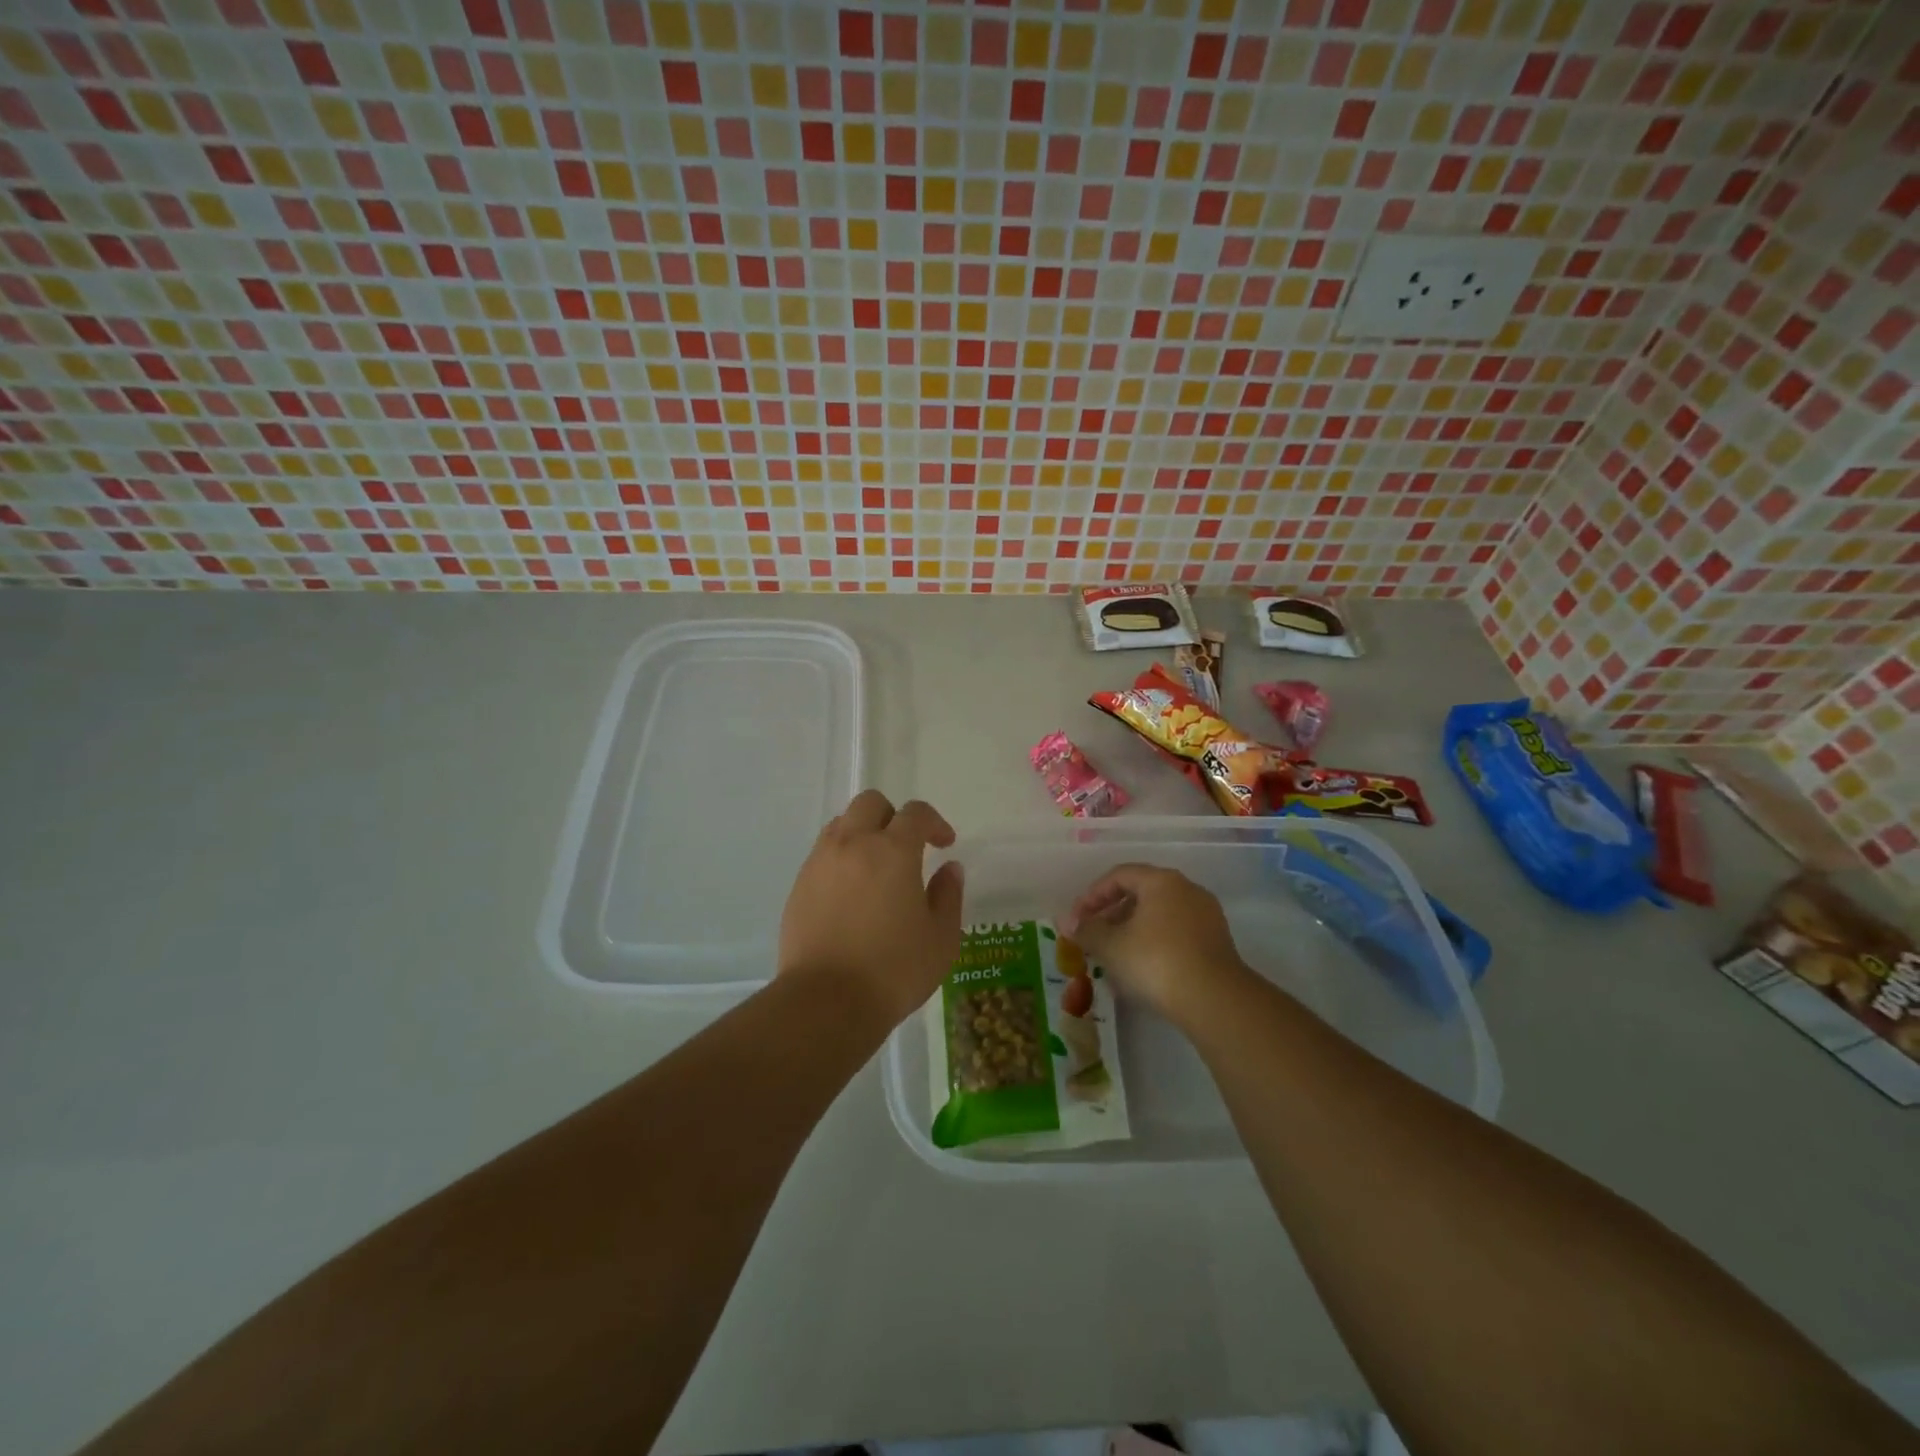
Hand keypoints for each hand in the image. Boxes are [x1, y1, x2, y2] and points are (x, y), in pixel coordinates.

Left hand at [778, 790, 965, 1028]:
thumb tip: (950, 868)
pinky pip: (823, 853)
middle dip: (893, 816)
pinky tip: (851, 893)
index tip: (945, 844)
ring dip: (864, 833)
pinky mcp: (799, 885)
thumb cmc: (894, 970)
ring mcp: (820, 863)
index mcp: (893, 851)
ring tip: (876, 868)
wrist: (826, 1002)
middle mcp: (853, 844)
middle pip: (871, 803)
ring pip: (842, 824)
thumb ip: (948, 895)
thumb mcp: (941, 938)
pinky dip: (841, 858)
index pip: (915, 813)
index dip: (935, 823)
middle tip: (907, 848)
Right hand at [1066, 863, 1249, 1023]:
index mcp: (1162, 881)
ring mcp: (1206, 916)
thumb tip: (1069, 924)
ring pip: (1159, 915)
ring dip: (1132, 930)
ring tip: (1113, 956)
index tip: (1076, 920)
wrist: (1215, 1000)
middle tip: (1092, 937)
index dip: (1091, 896)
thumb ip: (1087, 930)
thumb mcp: (1111, 946)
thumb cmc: (1156, 961)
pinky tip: (1142, 969)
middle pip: (1141, 893)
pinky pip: (1176, 933)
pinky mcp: (1217, 943)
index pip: (1119, 875)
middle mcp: (1187, 889)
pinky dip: (1154, 943)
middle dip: (1111, 914)